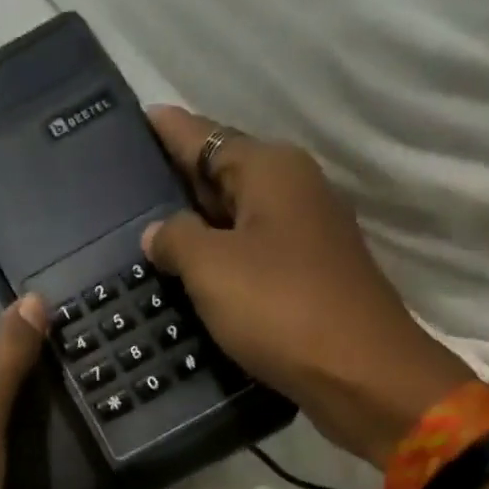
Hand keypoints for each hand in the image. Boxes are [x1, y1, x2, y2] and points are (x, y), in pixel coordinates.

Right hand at [144, 106, 472, 467]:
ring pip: (239, 219)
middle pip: (225, 174)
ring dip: (200, 227)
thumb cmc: (279, 307)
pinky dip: (222, 261)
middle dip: (181, 180)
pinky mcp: (309, 278)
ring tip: (153, 236)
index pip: (207, 137)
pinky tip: (194, 279)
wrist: (356, 370)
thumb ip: (177, 240)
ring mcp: (306, 236)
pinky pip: (252, 256)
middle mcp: (293, 190)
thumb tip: (157, 231)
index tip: (142, 118)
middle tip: (132, 186)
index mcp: (270, 171)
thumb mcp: (213, 269)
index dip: (171, 131)